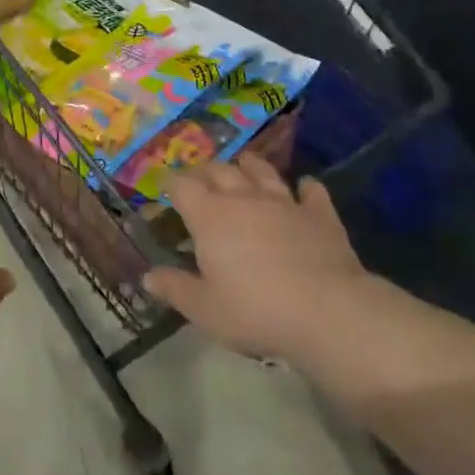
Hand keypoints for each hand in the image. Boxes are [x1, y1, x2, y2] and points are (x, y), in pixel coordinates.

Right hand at [143, 155, 381, 364]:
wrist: (327, 311)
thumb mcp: (205, 309)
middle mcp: (243, 198)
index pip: (182, 186)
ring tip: (244, 163)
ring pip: (262, 171)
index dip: (170, 182)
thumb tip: (147, 276)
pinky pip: (312, 192)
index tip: (164, 184)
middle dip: (205, 170)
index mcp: (210, 216)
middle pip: (219, 171)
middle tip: (199, 177)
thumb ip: (175, 289)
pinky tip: (306, 187)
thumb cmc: (256, 310)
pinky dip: (307, 188)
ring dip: (251, 165)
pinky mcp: (319, 214)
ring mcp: (284, 202)